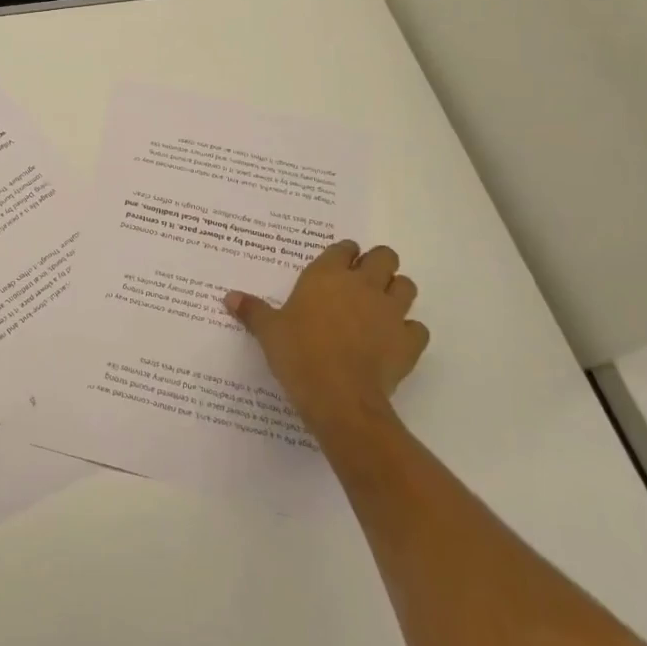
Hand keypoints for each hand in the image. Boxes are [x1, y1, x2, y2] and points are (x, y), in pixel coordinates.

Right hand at [225, 241, 427, 450]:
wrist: (338, 397)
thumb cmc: (298, 354)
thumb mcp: (268, 331)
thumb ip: (252, 311)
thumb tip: (229, 297)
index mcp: (327, 275)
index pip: (344, 248)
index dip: (343, 254)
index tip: (337, 265)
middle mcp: (363, 285)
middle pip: (384, 257)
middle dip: (377, 264)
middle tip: (362, 282)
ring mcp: (390, 312)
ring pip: (407, 286)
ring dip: (397, 292)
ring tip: (380, 307)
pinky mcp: (408, 342)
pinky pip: (417, 328)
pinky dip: (409, 332)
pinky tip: (394, 342)